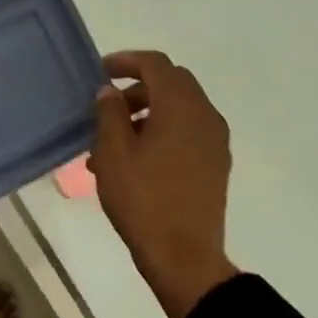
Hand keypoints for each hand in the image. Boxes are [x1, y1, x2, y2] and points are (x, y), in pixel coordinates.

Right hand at [89, 52, 238, 317]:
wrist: (184, 256)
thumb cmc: (143, 200)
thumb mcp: (113, 154)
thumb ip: (109, 114)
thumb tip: (110, 91)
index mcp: (181, 106)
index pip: (156, 64)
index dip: (127, 61)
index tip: (101, 71)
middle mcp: (205, 114)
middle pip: (172, 83)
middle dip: (139, 87)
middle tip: (108, 106)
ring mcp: (215, 140)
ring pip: (180, 109)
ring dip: (149, 112)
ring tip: (114, 142)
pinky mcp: (216, 163)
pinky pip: (188, 131)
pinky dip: (164, 131)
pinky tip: (136, 160)